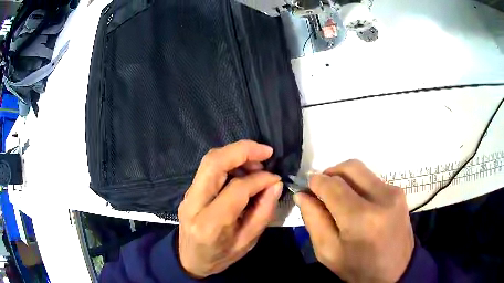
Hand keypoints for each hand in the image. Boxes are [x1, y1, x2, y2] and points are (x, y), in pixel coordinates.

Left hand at [177, 140, 282, 277]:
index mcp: (210, 224)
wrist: (189, 260)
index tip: (276, 178)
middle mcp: (194, 204)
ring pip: (209, 160)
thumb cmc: (220, 257)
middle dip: (243, 150)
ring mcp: (188, 195)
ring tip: (257, 163)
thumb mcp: (247, 242)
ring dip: (235, 154)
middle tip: (266, 152)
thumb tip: (275, 183)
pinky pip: (208, 168)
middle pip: (214, 162)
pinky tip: (243, 170)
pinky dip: (228, 161)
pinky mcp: (189, 191)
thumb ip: (263, 212)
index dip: (260, 179)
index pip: (236, 189)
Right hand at [294, 160, 413, 282]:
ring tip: (338, 198)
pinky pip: (372, 179)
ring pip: (361, 171)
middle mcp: (381, 198)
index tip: (307, 187)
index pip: (332, 186)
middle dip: (330, 173)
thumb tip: (302, 194)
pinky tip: (356, 203)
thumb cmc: (359, 267)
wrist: (396, 270)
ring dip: (344, 179)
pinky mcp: (399, 192)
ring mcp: (393, 192)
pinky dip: (358, 185)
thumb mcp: (328, 252)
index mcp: (361, 219)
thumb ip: (314, 220)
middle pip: (349, 167)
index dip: (315, 182)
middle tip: (321, 190)